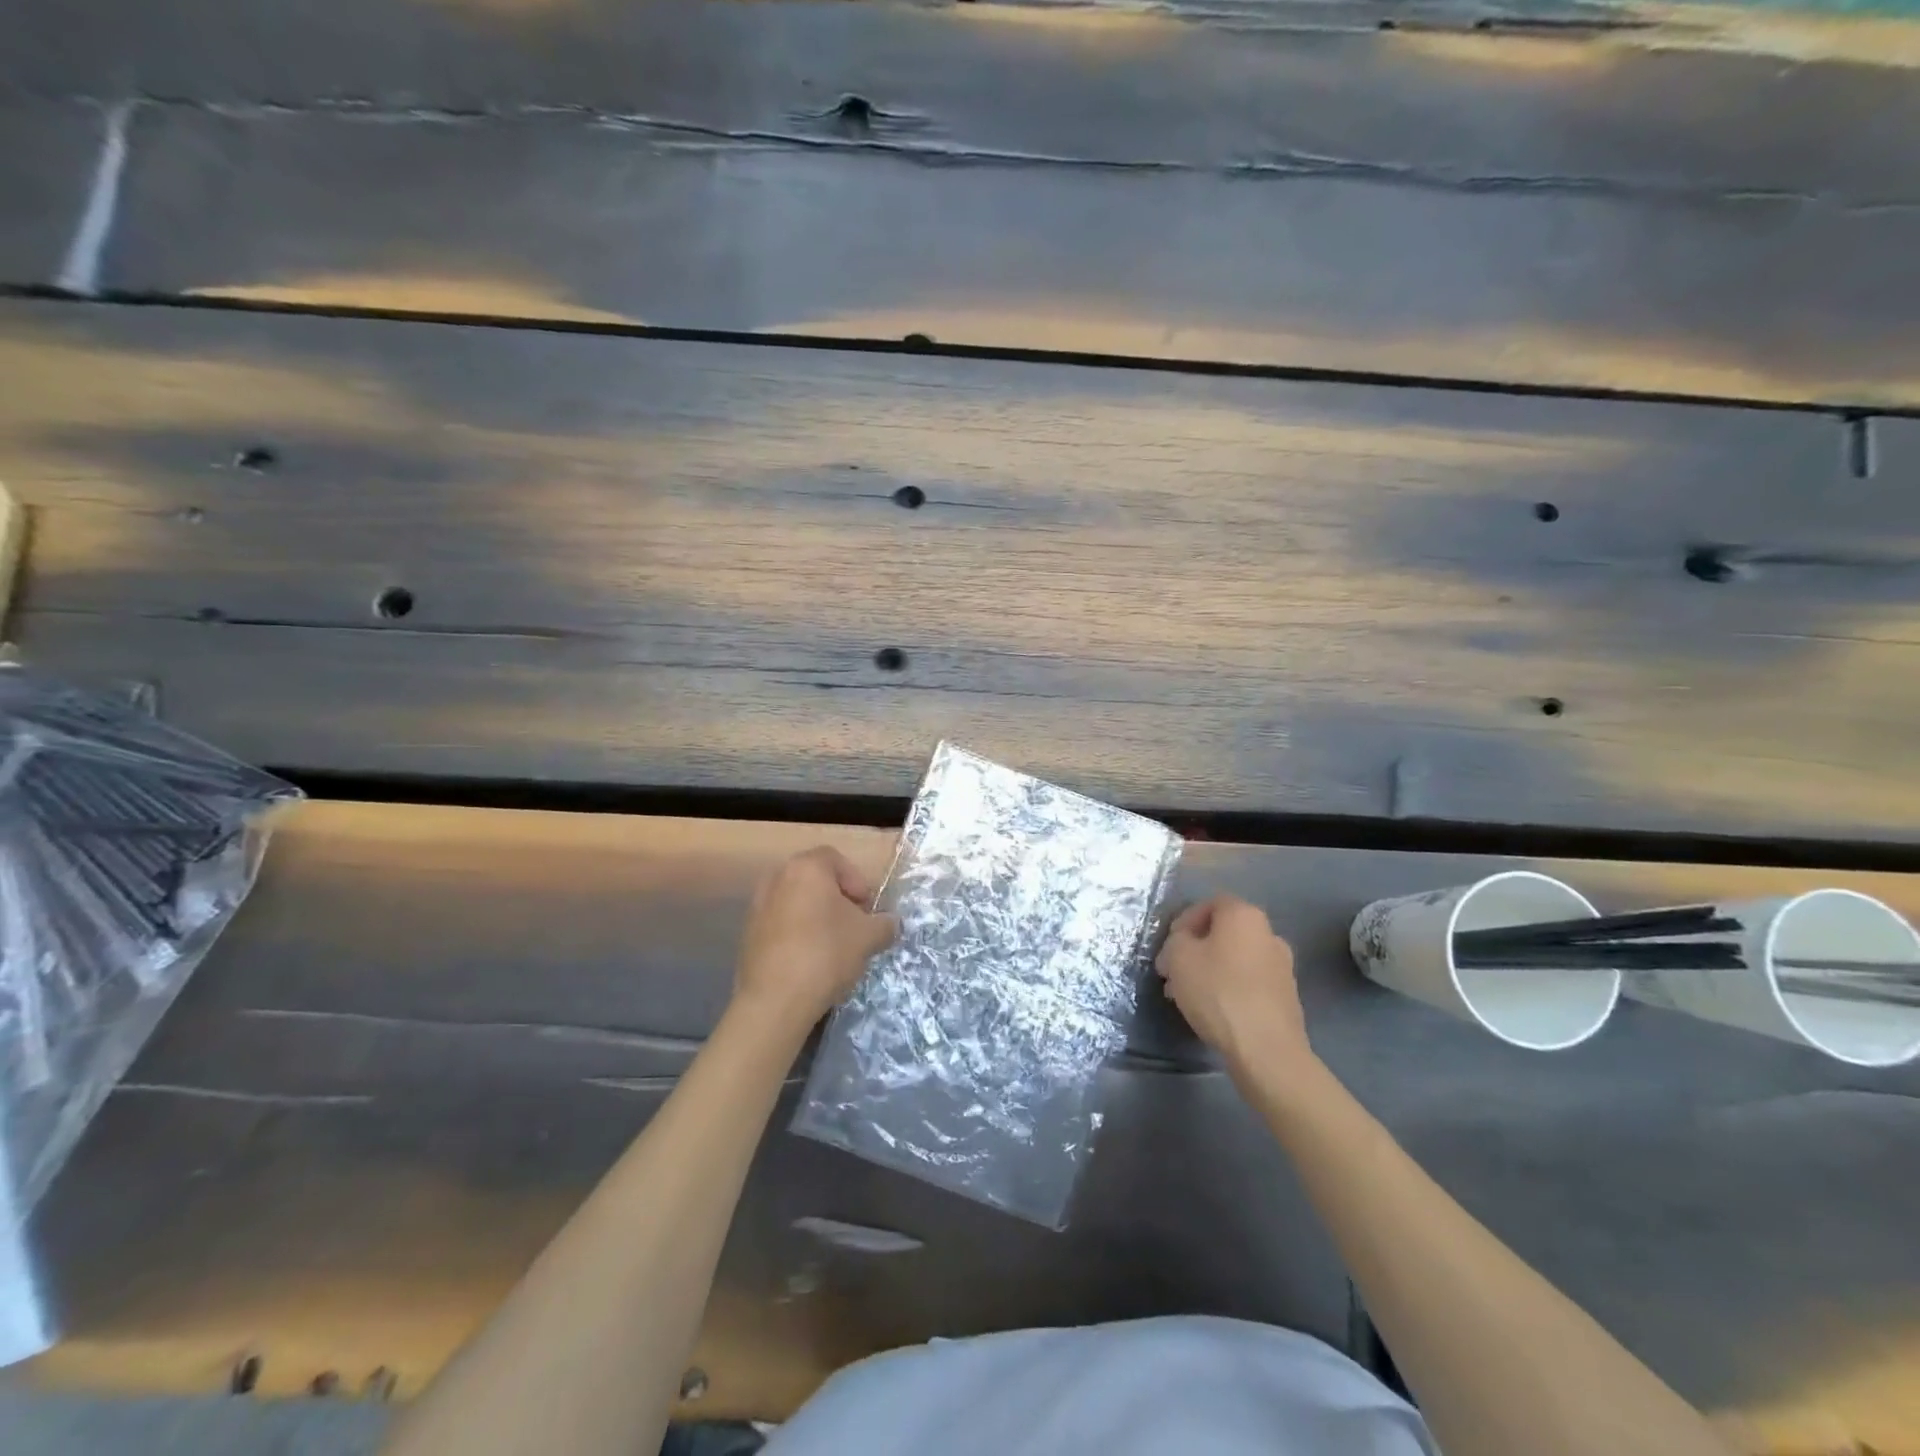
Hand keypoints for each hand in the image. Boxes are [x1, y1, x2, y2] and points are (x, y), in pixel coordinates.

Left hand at [734, 846, 896, 1030]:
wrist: (775, 1000)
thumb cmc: (826, 954)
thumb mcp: (869, 937)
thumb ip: (885, 923)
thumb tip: (890, 923)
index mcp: (806, 868)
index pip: (836, 859)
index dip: (856, 881)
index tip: (866, 908)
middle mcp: (777, 878)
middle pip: (814, 880)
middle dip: (837, 899)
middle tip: (853, 925)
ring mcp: (757, 906)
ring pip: (796, 902)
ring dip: (815, 916)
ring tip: (832, 945)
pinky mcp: (747, 934)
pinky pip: (780, 924)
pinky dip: (796, 934)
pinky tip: (809, 961)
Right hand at [1156, 895, 1312, 1077]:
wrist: (1266, 1049)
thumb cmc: (1218, 991)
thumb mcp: (1178, 957)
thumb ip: (1176, 941)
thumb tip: (1184, 944)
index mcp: (1244, 915)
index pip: (1210, 903)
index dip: (1185, 921)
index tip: (1170, 946)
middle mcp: (1269, 934)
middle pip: (1223, 933)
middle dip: (1195, 949)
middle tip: (1173, 972)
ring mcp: (1282, 966)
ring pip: (1235, 959)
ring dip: (1210, 970)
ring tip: (1186, 996)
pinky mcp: (1286, 997)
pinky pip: (1249, 982)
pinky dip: (1229, 989)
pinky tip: (1213, 1011)